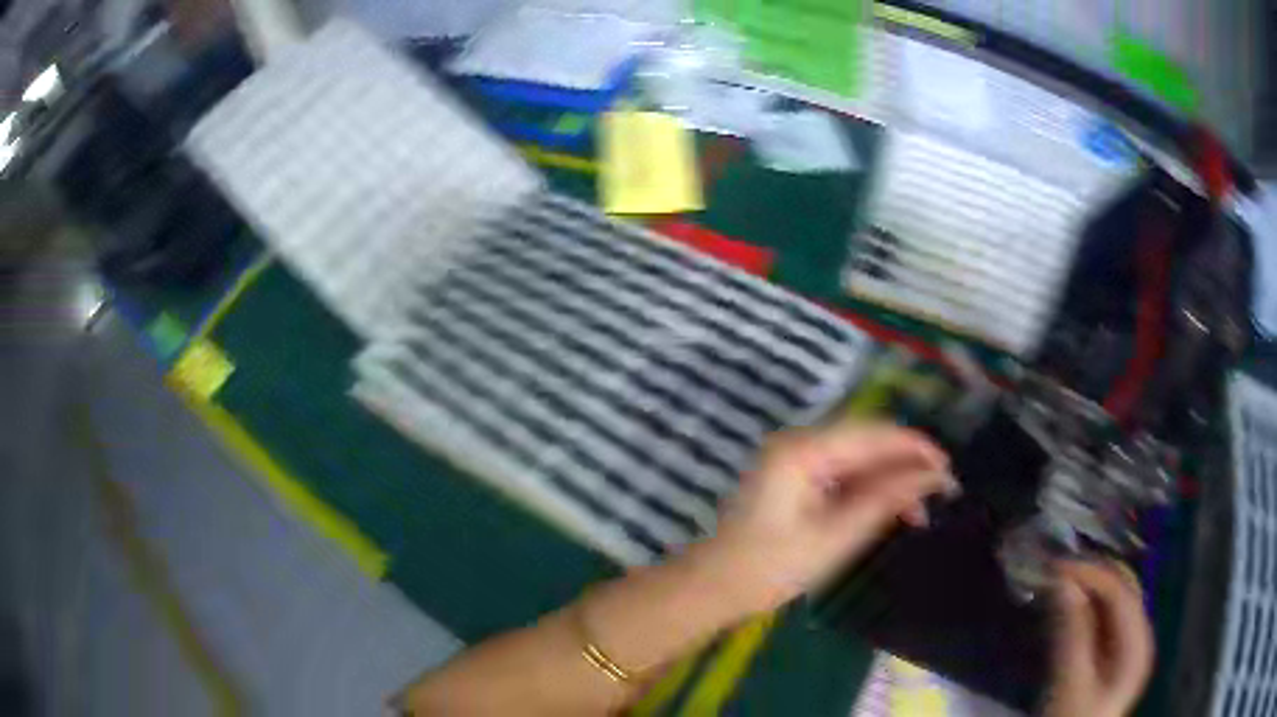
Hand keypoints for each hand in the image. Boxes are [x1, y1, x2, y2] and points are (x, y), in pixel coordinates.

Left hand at [685, 422, 955, 615]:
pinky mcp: (795, 478)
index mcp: (803, 450)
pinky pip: (842, 473)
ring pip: (858, 458)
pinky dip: (868, 489)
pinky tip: (890, 510)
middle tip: (941, 491)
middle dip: (906, 464)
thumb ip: (886, 499)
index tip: (949, 471)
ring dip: (890, 479)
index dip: (916, 448)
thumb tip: (933, 475)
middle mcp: (799, 442)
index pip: (873, 434)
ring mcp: (795, 458)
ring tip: (919, 512)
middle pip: (867, 441)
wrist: (714, 588)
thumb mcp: (836, 536)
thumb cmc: (771, 567)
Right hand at [1044, 560, 1154, 716]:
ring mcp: (1129, 647)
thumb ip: (1071, 632)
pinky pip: (1105, 622)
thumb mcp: (1069, 683)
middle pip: (1122, 590)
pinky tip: (1069, 611)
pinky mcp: (1115, 658)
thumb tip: (1063, 582)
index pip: (1120, 590)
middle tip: (1055, 573)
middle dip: (1091, 577)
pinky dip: (1088, 610)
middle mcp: (1140, 635)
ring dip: (1089, 591)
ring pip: (1114, 604)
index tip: (1054, 567)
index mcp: (1137, 642)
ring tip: (1058, 587)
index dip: (1090, 573)